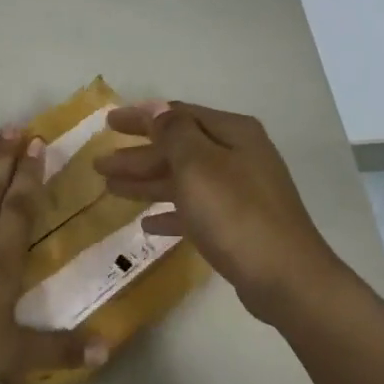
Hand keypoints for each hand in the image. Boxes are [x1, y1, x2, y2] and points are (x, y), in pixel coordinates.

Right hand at [94, 100, 340, 324]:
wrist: (283, 276)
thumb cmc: (235, 213)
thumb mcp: (198, 165)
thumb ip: (173, 133)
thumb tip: (156, 107)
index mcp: (232, 134)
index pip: (178, 115)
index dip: (141, 118)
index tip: (108, 122)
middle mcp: (238, 156)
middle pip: (178, 149)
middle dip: (138, 155)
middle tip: (99, 164)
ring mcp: (239, 192)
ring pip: (183, 180)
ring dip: (147, 182)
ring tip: (110, 188)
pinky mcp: (236, 225)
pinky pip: (195, 211)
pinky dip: (170, 213)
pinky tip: (147, 223)